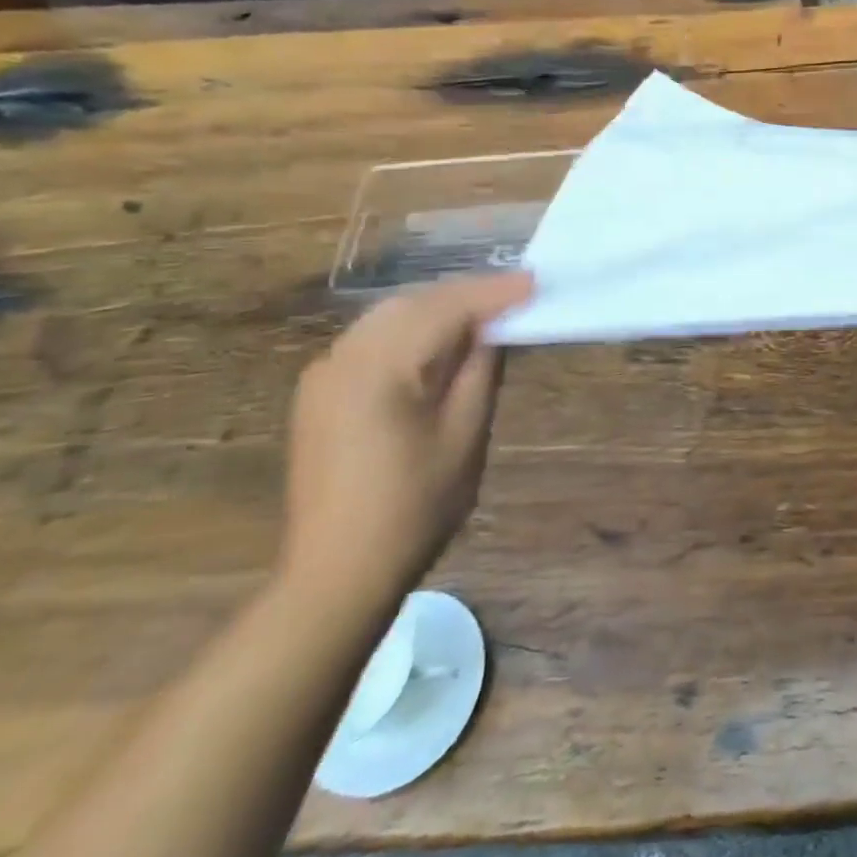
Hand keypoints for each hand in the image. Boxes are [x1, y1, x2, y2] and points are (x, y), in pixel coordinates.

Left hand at [281, 273, 533, 609]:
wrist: (337, 572)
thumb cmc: (414, 507)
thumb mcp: (464, 435)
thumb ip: (480, 370)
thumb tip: (494, 329)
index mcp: (378, 367)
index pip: (445, 309)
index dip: (494, 293)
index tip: (536, 283)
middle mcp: (342, 358)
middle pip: (413, 303)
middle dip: (467, 294)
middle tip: (517, 295)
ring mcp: (324, 375)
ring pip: (389, 318)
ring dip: (439, 309)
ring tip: (487, 313)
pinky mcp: (320, 394)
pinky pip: (373, 341)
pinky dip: (413, 331)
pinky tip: (441, 343)